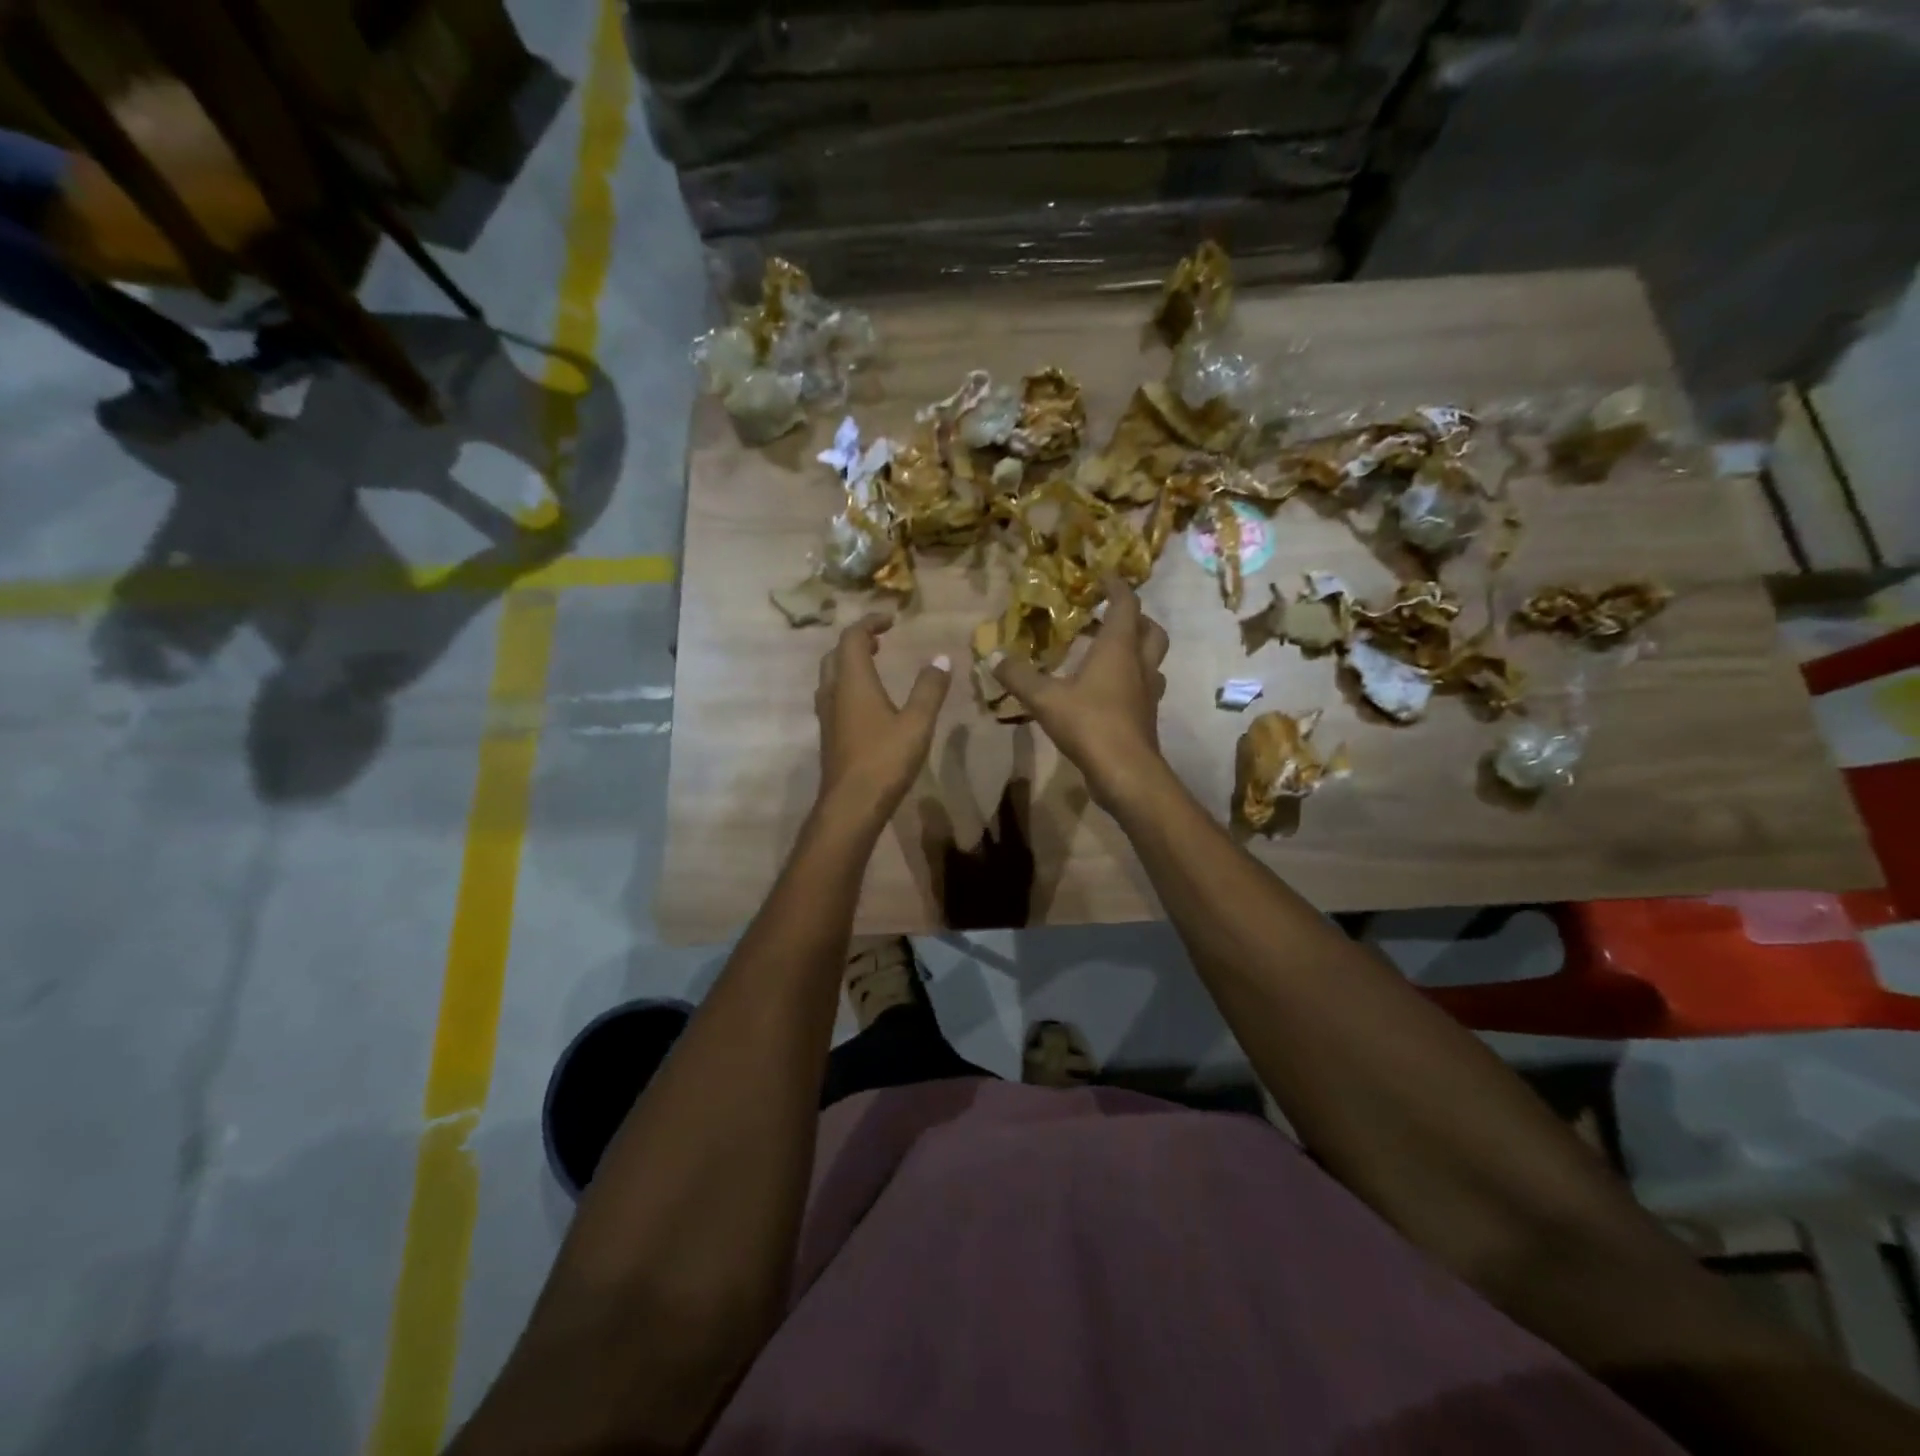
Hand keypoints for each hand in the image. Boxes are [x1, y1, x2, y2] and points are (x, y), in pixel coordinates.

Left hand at [816, 614, 951, 824]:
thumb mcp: (917, 722)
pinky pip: (833, 697)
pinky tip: (867, 703)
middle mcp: (833, 692)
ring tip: (874, 666)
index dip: (870, 623)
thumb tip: (942, 658)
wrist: (851, 805)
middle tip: (881, 642)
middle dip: (857, 642)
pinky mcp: (829, 735)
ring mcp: (827, 716)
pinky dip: (848, 686)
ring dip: (850, 664)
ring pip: (831, 677)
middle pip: (836, 655)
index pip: (853, 638)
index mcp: (852, 681)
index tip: (891, 620)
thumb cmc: (885, 759)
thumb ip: (930, 689)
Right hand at [991, 579, 1169, 809]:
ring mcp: (1147, 693)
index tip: (1103, 577)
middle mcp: (1139, 665)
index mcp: (1119, 648)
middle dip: (1136, 618)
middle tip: (1110, 617)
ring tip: (1109, 653)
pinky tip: (1108, 691)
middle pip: (1151, 630)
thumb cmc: (1089, 724)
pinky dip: (1131, 680)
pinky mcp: (1145, 717)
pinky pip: (1144, 687)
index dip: (1117, 587)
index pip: (1126, 605)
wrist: (1125, 772)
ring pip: (1152, 660)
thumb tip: (992, 656)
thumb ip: (1018, 675)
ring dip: (1137, 650)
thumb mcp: (1044, 698)